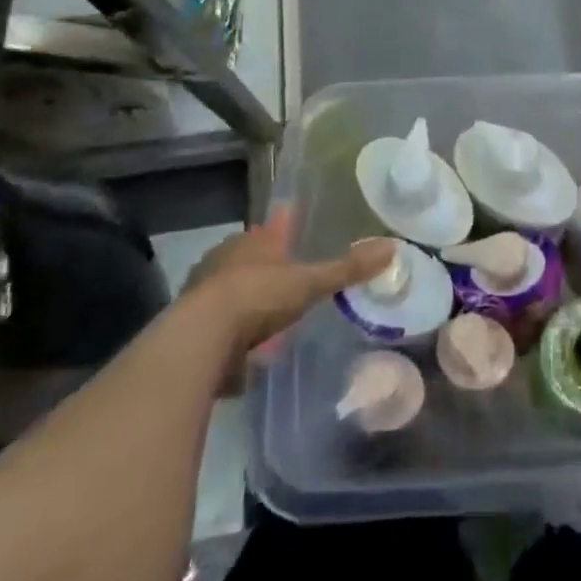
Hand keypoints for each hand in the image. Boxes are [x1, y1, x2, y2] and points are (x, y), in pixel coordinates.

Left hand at [182, 211, 393, 389]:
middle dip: (263, 266)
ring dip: (243, 300)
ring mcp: (202, 291)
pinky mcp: (187, 326)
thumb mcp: (309, 283)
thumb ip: (347, 268)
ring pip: (228, 290)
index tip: (290, 231)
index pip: (271, 229)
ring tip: (265, 316)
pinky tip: (240, 352)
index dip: (282, 230)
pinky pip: (214, 325)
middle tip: (284, 278)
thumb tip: (392, 246)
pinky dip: (228, 334)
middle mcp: (224, 258)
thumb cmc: (258, 296)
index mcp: (253, 242)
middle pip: (248, 257)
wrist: (199, 339)